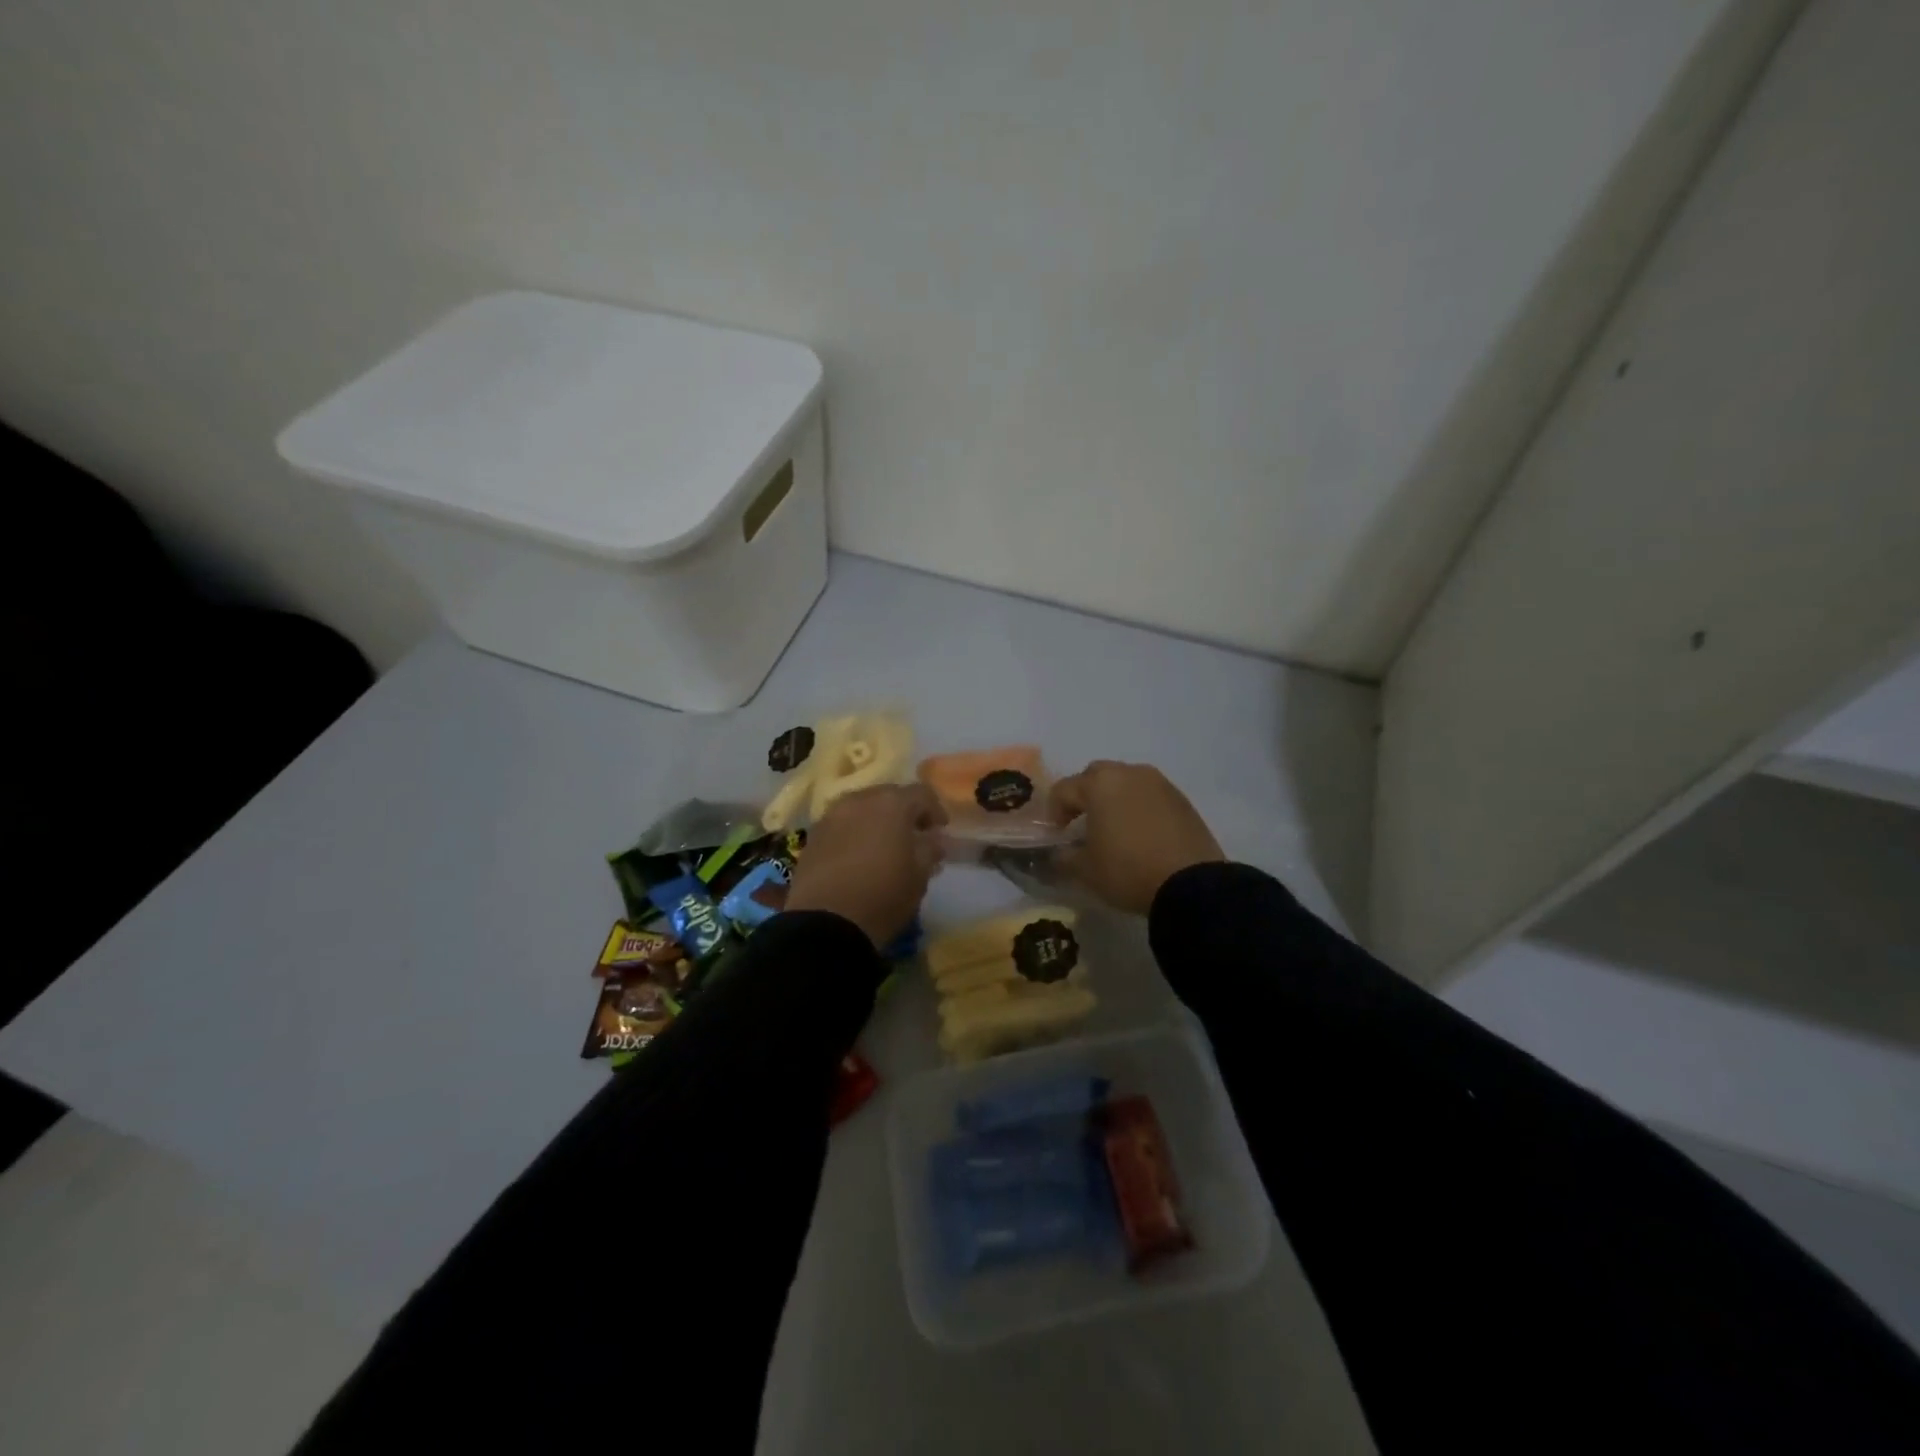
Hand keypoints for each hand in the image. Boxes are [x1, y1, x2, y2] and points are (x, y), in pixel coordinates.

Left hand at [784, 784, 947, 947]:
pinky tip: (857, 857)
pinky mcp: (812, 836)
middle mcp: (860, 800)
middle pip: (888, 796)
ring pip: (861, 809)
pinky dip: (853, 834)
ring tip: (883, 847)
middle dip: (904, 813)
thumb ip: (930, 850)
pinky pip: (841, 825)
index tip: (940, 831)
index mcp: (892, 804)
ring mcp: (831, 816)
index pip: (922, 793)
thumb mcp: (919, 877)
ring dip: (876, 821)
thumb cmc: (883, 896)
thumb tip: (934, 839)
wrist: (825, 923)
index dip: (935, 810)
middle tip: (912, 838)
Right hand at [1049, 761, 1223, 914]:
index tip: (1057, 835)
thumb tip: (1057, 853)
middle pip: (1096, 775)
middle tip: (1082, 823)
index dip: (1054, 812)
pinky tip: (1140, 832)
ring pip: (1125, 781)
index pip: (1064, 789)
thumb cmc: (1128, 870)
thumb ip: (1063, 857)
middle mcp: (1129, 773)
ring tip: (1113, 827)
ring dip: (1113, 798)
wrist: (1191, 884)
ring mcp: (1159, 783)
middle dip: (1084, 795)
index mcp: (1100, 784)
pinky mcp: (1181, 798)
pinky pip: (1149, 794)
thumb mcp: (1085, 870)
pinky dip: (1138, 806)